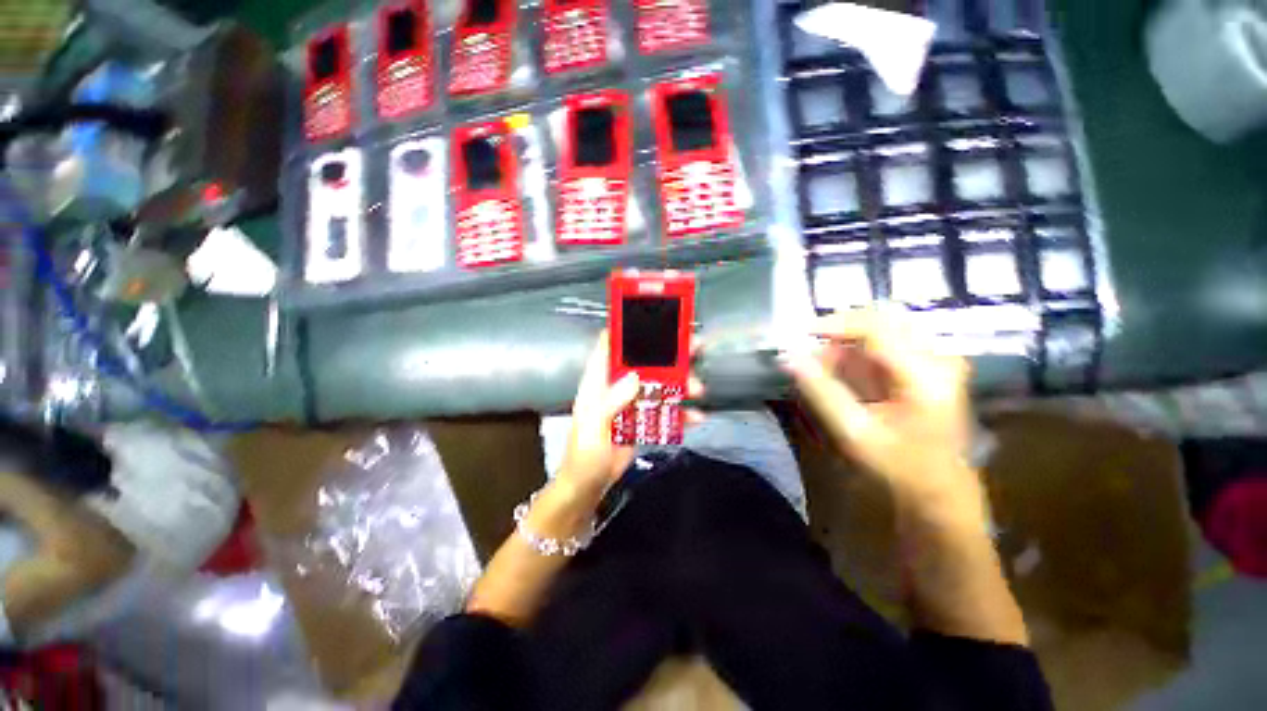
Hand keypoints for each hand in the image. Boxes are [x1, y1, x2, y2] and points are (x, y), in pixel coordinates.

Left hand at [559, 331, 702, 493]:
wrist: (590, 485)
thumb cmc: (584, 453)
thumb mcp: (594, 425)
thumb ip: (612, 401)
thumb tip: (635, 376)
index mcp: (599, 380)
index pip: (611, 345)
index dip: (628, 329)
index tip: (654, 317)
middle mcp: (618, 386)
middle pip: (645, 362)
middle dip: (669, 353)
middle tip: (694, 346)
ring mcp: (633, 402)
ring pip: (660, 384)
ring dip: (681, 383)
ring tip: (698, 388)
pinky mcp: (644, 420)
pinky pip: (666, 411)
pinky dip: (681, 413)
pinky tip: (697, 417)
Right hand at [783, 308, 983, 521]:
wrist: (940, 490)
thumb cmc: (898, 467)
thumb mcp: (852, 432)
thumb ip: (820, 390)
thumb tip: (788, 357)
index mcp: (925, 376)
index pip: (876, 326)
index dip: (834, 324)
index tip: (801, 334)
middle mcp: (939, 358)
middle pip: (884, 316)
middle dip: (842, 329)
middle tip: (814, 351)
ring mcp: (940, 358)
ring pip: (886, 325)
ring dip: (850, 340)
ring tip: (826, 365)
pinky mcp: (934, 364)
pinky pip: (891, 340)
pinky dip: (861, 350)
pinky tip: (846, 372)